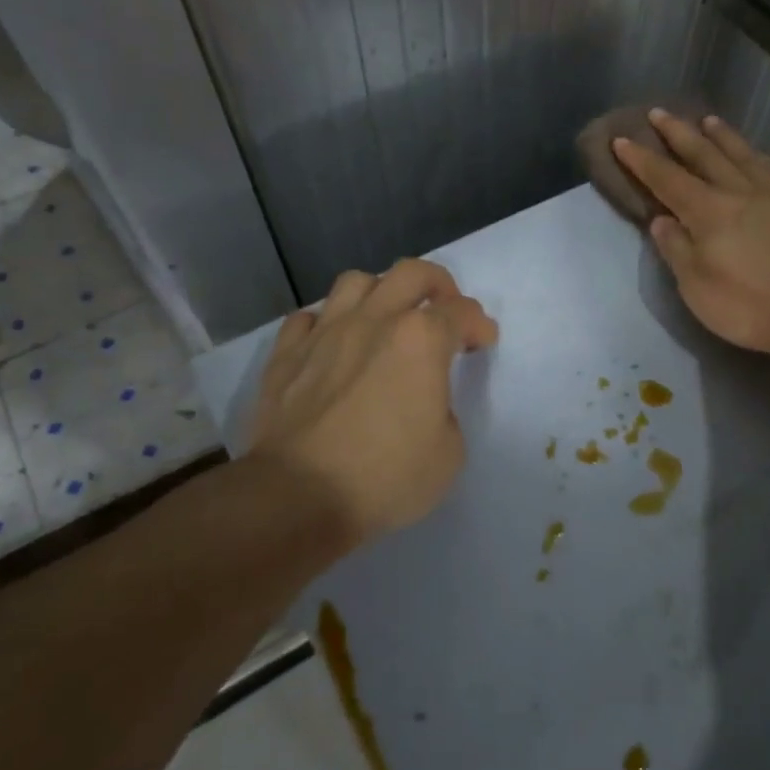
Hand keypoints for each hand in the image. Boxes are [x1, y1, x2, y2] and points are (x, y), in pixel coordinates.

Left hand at [248, 259, 498, 543]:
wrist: (297, 496)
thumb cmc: (384, 477)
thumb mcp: (448, 454)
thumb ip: (445, 412)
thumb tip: (424, 403)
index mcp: (421, 340)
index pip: (462, 313)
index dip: (479, 326)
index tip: (482, 342)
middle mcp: (374, 321)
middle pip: (412, 273)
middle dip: (438, 284)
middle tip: (444, 309)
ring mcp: (325, 333)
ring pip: (356, 282)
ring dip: (380, 292)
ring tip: (385, 318)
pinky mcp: (286, 354)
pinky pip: (307, 318)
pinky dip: (326, 324)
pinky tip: (333, 344)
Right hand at [613, 109, 769, 368]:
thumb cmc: (751, 307)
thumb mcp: (697, 289)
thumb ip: (677, 250)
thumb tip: (660, 219)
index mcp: (708, 212)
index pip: (666, 179)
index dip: (641, 159)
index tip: (621, 139)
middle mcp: (740, 191)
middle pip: (704, 154)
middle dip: (678, 133)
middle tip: (659, 112)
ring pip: (743, 154)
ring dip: (721, 136)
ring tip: (707, 120)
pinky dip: (760, 157)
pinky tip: (757, 155)